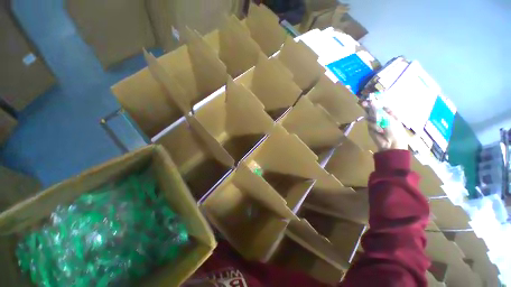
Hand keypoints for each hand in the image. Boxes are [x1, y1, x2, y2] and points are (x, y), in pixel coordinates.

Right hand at [361, 99, 408, 150]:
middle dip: (369, 107)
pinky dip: (373, 126)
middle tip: (363, 103)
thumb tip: (371, 101)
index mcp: (389, 112)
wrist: (391, 144)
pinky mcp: (370, 127)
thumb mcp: (387, 118)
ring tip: (380, 126)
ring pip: (369, 115)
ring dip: (373, 120)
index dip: (374, 101)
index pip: (380, 104)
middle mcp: (382, 115)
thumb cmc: (394, 130)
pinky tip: (378, 130)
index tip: (368, 98)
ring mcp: (376, 121)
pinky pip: (369, 123)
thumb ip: (377, 110)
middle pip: (373, 108)